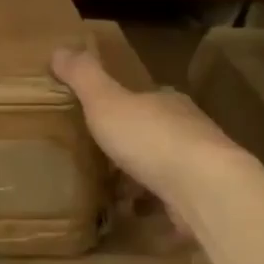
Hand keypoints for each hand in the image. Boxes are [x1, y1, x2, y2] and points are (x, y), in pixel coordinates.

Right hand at [50, 46, 238, 219]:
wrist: (204, 188)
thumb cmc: (151, 139)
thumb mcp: (106, 101)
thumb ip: (84, 77)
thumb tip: (59, 49)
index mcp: (167, 102)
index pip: (145, 98)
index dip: (123, 105)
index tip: (101, 117)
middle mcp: (188, 129)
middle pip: (156, 132)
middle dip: (133, 143)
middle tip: (102, 157)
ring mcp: (199, 166)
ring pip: (166, 166)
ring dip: (143, 176)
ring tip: (113, 191)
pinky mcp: (203, 199)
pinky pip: (171, 199)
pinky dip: (153, 204)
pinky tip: (135, 214)